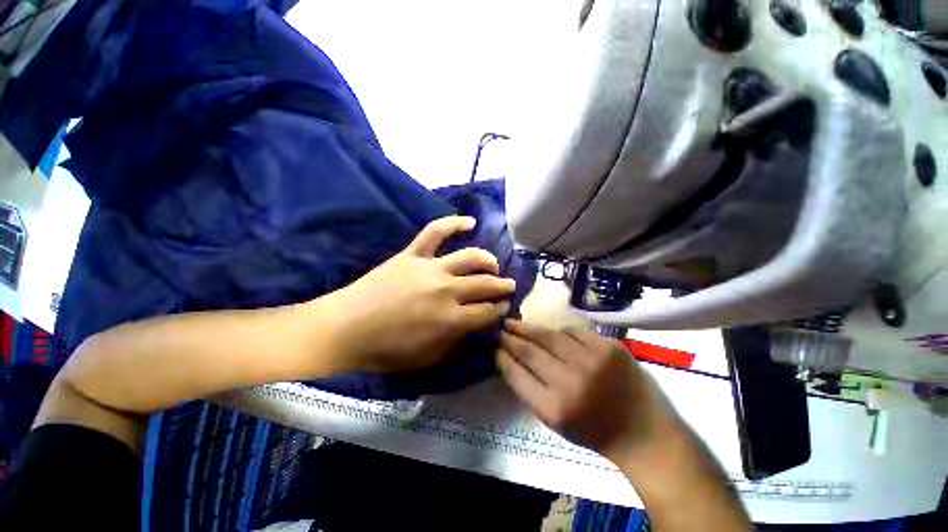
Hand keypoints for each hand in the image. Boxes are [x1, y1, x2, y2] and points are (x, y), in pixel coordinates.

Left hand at [327, 216, 515, 372]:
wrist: (346, 328)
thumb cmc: (387, 350)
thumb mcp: (429, 358)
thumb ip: (456, 340)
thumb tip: (474, 324)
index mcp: (452, 320)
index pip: (488, 311)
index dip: (501, 309)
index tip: (505, 307)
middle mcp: (447, 290)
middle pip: (485, 284)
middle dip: (502, 286)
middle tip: (509, 287)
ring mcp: (430, 268)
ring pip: (470, 257)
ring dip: (488, 260)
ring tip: (495, 265)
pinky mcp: (413, 254)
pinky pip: (436, 231)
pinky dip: (454, 223)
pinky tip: (470, 221)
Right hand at [497, 320, 680, 461]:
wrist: (644, 430)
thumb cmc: (594, 430)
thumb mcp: (555, 422)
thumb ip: (530, 390)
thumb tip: (509, 359)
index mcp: (555, 408)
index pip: (517, 374)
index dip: (502, 357)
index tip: (494, 347)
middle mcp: (572, 382)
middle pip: (531, 350)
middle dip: (511, 337)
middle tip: (501, 327)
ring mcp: (593, 360)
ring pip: (551, 335)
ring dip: (532, 330)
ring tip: (520, 325)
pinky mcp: (610, 346)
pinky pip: (574, 331)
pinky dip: (561, 333)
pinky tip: (556, 336)